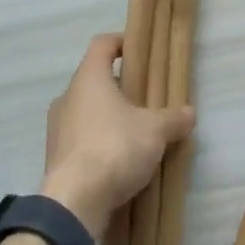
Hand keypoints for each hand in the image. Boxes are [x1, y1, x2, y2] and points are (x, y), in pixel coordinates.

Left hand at [40, 34, 193, 234]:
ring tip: (136, 133)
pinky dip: (99, 142)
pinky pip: (81, 139)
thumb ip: (173, 118)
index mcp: (88, 78)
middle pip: (95, 80)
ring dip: (109, 117)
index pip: (102, 45)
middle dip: (121, 87)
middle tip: (146, 99)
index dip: (122, 42)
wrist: (75, 202)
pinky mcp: (55, 158)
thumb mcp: (155, 130)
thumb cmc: (115, 147)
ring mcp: (57, 128)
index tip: (140, 51)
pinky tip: (119, 160)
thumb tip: (189, 113)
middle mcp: (67, 97)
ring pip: (86, 111)